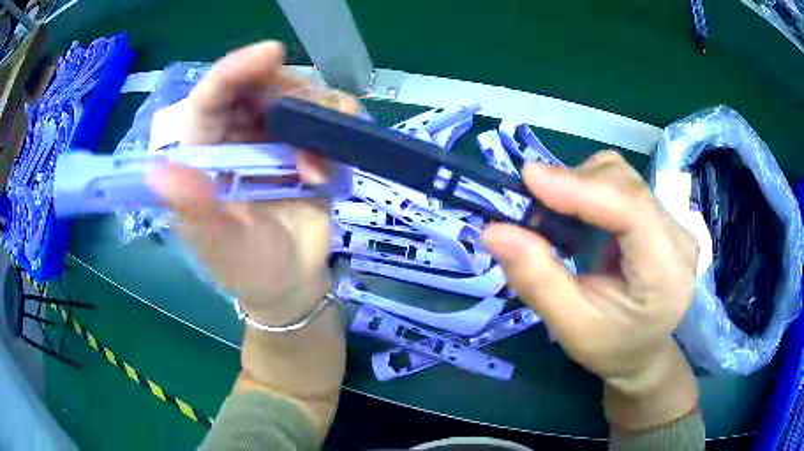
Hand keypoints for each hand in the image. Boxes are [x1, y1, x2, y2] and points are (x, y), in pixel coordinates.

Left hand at [146, 41, 359, 322]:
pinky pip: (327, 115)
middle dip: (287, 90)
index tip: (272, 53)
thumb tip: (157, 170)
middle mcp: (235, 136)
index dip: (236, 70)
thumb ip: (194, 210)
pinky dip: (338, 128)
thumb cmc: (249, 269)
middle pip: (259, 84)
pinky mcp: (306, 146)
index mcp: (203, 153)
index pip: (211, 98)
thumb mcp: (220, 247)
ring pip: (297, 94)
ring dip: (317, 115)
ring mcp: (272, 138)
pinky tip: (331, 164)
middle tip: (310, 115)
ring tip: (317, 163)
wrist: (292, 283)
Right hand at [482, 151, 698, 430]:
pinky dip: (592, 190)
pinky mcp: (663, 216)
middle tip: (532, 208)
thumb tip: (493, 231)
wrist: (643, 351)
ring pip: (623, 176)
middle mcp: (679, 238)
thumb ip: (536, 280)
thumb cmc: (611, 347)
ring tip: (558, 217)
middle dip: (575, 186)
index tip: (528, 178)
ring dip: (582, 185)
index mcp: (666, 274)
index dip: (581, 188)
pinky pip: (623, 184)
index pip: (631, 209)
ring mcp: (675, 223)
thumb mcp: (570, 327)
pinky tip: (580, 217)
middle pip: (626, 184)